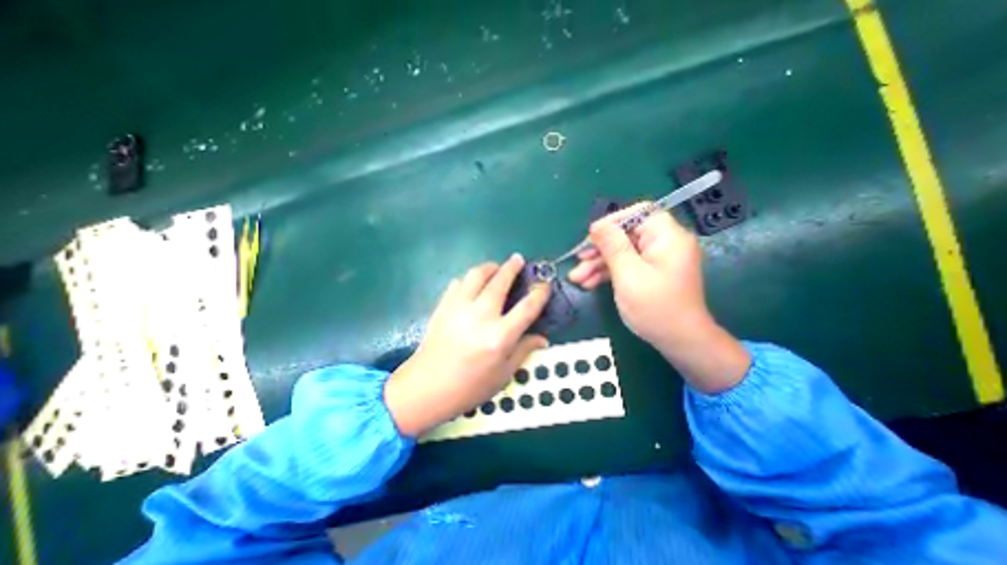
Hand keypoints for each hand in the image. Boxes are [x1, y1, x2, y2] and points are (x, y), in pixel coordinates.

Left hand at [384, 254, 550, 436]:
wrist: (427, 387)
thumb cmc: (469, 387)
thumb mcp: (503, 375)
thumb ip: (523, 351)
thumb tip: (542, 339)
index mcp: (500, 336)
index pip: (527, 307)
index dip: (539, 293)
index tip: (544, 285)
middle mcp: (481, 316)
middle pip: (500, 281)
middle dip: (512, 267)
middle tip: (518, 260)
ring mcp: (459, 308)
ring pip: (476, 275)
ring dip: (489, 267)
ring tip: (495, 268)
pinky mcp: (443, 306)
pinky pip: (457, 283)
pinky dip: (468, 279)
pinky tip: (472, 284)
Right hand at [565, 204, 746, 394]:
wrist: (680, 342)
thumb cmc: (656, 307)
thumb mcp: (629, 275)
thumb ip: (613, 246)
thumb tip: (597, 225)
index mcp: (667, 237)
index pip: (639, 213)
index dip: (613, 221)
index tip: (591, 236)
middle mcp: (664, 244)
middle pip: (626, 235)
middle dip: (599, 249)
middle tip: (578, 261)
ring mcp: (656, 260)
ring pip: (622, 252)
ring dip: (598, 263)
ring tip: (577, 278)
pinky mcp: (650, 273)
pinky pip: (626, 265)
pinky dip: (608, 273)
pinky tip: (589, 283)